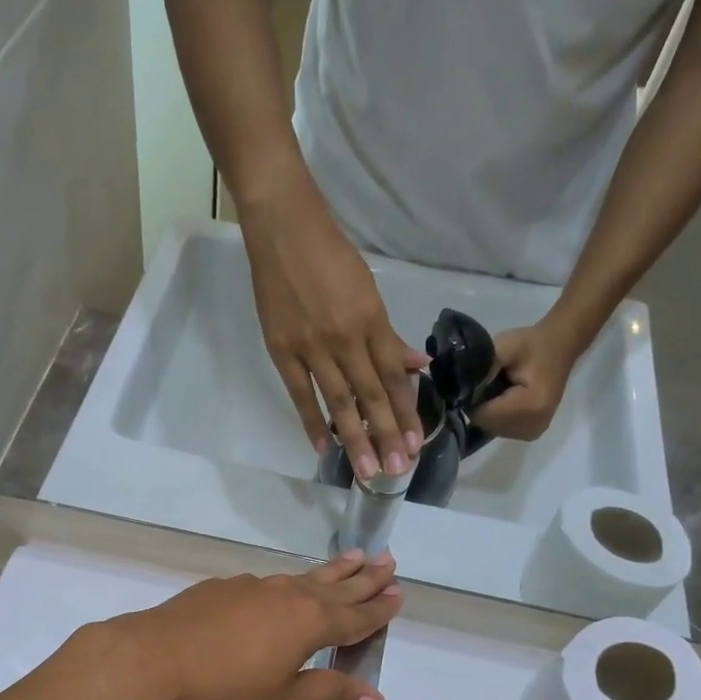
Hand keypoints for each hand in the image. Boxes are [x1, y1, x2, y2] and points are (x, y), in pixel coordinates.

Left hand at [91, 553, 402, 699]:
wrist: (154, 660)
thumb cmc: (225, 688)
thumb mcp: (284, 699)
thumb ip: (332, 695)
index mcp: (310, 622)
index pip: (356, 616)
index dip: (379, 608)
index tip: (399, 593)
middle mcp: (288, 596)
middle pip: (336, 586)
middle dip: (364, 577)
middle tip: (388, 560)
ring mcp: (254, 586)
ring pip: (303, 577)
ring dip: (331, 571)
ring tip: (351, 558)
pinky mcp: (224, 587)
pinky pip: (270, 582)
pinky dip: (290, 582)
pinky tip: (283, 588)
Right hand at [239, 176, 429, 479]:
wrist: (284, 229)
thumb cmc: (330, 255)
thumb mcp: (369, 290)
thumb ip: (388, 335)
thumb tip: (418, 366)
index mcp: (371, 321)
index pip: (394, 377)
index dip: (407, 412)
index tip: (416, 444)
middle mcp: (346, 339)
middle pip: (371, 396)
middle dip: (386, 435)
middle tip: (397, 470)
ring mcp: (311, 348)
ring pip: (339, 402)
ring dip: (355, 438)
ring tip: (367, 470)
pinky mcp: (282, 351)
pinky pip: (301, 394)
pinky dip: (312, 421)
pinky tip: (324, 448)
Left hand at [469, 324, 586, 442]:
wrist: (560, 347)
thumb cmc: (532, 345)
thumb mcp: (506, 346)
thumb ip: (483, 366)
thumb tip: (460, 386)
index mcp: (531, 406)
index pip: (483, 415)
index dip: (473, 399)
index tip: (477, 381)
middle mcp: (533, 426)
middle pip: (486, 424)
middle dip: (480, 405)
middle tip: (489, 382)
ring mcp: (533, 432)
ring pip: (491, 427)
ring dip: (488, 411)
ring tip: (499, 389)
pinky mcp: (530, 433)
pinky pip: (500, 429)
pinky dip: (496, 415)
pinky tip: (504, 399)